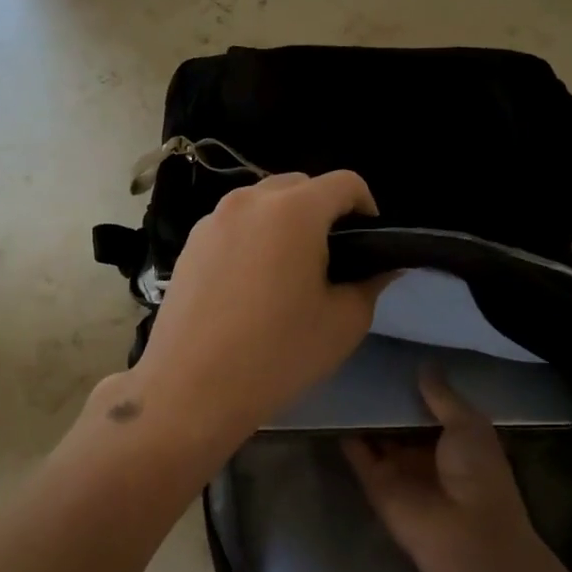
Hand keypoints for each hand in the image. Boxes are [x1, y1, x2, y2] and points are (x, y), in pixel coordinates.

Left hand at [123, 170, 392, 451]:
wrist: (190, 388)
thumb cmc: (276, 355)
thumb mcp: (343, 323)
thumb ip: (370, 283)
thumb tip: (382, 267)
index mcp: (293, 210)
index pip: (345, 182)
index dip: (367, 208)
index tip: (369, 245)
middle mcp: (250, 201)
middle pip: (301, 186)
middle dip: (324, 213)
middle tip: (332, 261)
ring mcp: (213, 219)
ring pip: (263, 203)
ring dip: (286, 223)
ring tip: (289, 272)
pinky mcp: (189, 242)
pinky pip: (234, 225)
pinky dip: (253, 238)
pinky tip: (251, 284)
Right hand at [343, 367, 571, 571]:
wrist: (464, 533)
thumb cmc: (478, 474)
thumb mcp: (468, 425)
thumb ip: (443, 396)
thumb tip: (425, 366)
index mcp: (457, 441)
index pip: (432, 408)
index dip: (417, 386)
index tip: (397, 357)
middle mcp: (426, 454)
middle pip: (401, 421)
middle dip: (387, 397)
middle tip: (364, 360)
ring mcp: (399, 469)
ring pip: (377, 436)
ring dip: (364, 414)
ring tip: (343, 375)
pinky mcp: (375, 483)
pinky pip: (358, 454)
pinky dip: (347, 434)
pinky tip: (332, 405)